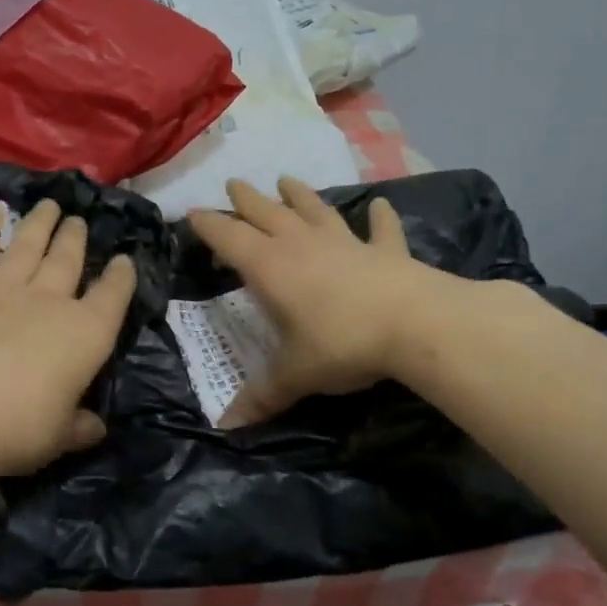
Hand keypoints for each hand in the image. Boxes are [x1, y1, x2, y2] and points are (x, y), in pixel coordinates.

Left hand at [0, 198, 136, 479]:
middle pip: (67, 261)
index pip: (113, 296)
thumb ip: (79, 427)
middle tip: (79, 221)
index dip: (121, 277)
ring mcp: (1, 292)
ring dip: (39, 224)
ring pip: (26, 248)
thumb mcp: (58, 437)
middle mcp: (48, 302)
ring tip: (49, 205)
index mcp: (85, 334)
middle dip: (76, 239)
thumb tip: (96, 427)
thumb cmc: (16, 429)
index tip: (124, 260)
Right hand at [188, 177, 433, 425]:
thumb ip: (262, 396)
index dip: (208, 225)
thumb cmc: (341, 344)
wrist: (415, 325)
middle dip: (246, 199)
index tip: (191, 214)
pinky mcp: (384, 250)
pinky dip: (379, 217)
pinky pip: (379, 229)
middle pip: (267, 213)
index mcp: (270, 267)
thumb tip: (225, 425)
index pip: (228, 237)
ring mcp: (345, 242)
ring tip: (286, 180)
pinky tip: (380, 205)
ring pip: (315, 210)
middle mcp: (302, 245)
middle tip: (233, 183)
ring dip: (299, 195)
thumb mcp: (295, 375)